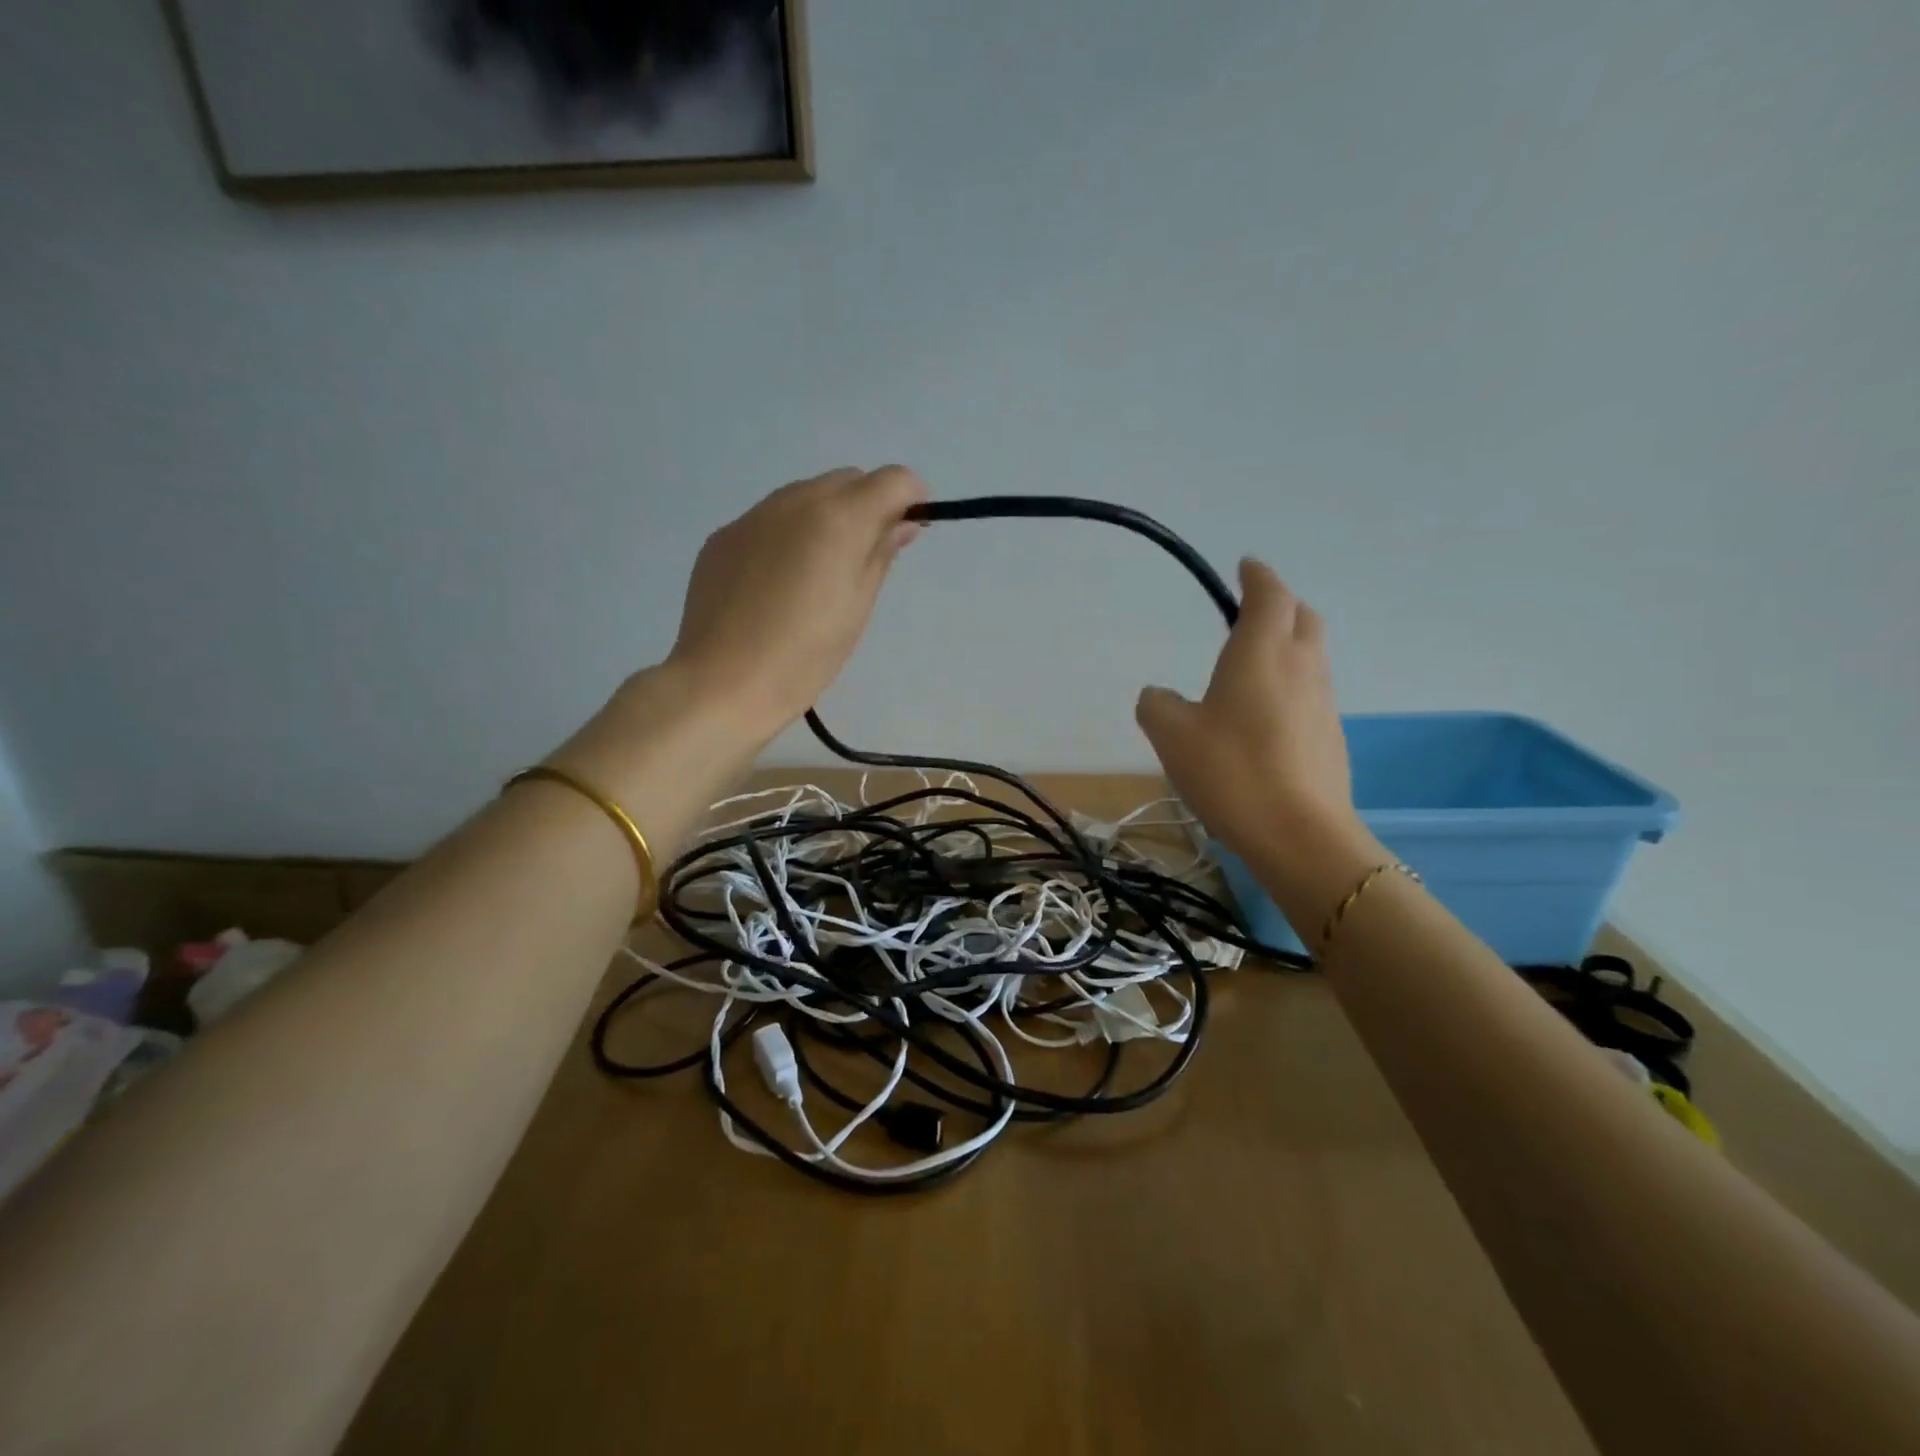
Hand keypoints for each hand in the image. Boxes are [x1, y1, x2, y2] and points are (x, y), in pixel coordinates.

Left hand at [666, 467, 927, 739]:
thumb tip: (900, 524)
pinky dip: (788, 534)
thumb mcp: (856, 609)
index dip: (911, 498)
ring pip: (805, 495)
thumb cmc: (804, 657)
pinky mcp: (723, 537)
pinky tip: (778, 583)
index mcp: (837, 521)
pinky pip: (769, 519)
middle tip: (865, 557)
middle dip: (868, 505)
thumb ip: (881, 555)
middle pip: (847, 480)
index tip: (910, 531)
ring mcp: (752, 517)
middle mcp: (794, 502)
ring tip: (819, 572)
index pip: (892, 480)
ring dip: (827, 516)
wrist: (722, 684)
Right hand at [1136, 559, 1378, 905]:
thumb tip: (1159, 695)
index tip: (1245, 566)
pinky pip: (1311, 691)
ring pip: (1311, 654)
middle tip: (1251, 612)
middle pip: (1302, 616)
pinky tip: (1264, 716)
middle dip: (1280, 604)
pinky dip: (1291, 684)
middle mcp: (1301, 665)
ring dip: (1287, 645)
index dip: (1257, 576)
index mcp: (1262, 651)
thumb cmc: (1231, 770)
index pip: (1270, 593)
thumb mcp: (1170, 735)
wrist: (1299, 834)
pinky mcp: (1331, 735)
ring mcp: (1323, 701)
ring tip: (1253, 665)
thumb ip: (1156, 704)